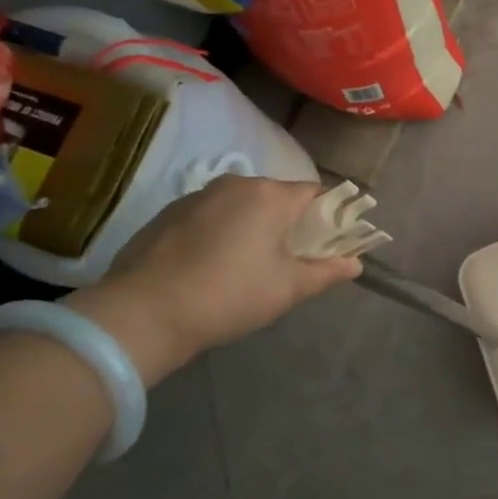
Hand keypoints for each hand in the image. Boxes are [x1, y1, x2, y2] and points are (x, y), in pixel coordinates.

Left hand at [67, 176, 361, 381]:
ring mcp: (197, 196)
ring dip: (252, 228)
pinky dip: (220, 233)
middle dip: (288, 223)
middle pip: (277, 197)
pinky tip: (210, 267)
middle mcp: (235, 184)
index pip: (316, 193)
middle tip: (288, 261)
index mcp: (270, 195)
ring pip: (241, 206)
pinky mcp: (167, 214)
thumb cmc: (230, 295)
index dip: (328, 217)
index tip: (326, 246)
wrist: (142, 314)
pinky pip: (210, 216)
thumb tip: (355, 264)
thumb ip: (327, 271)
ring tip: (246, 267)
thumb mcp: (288, 289)